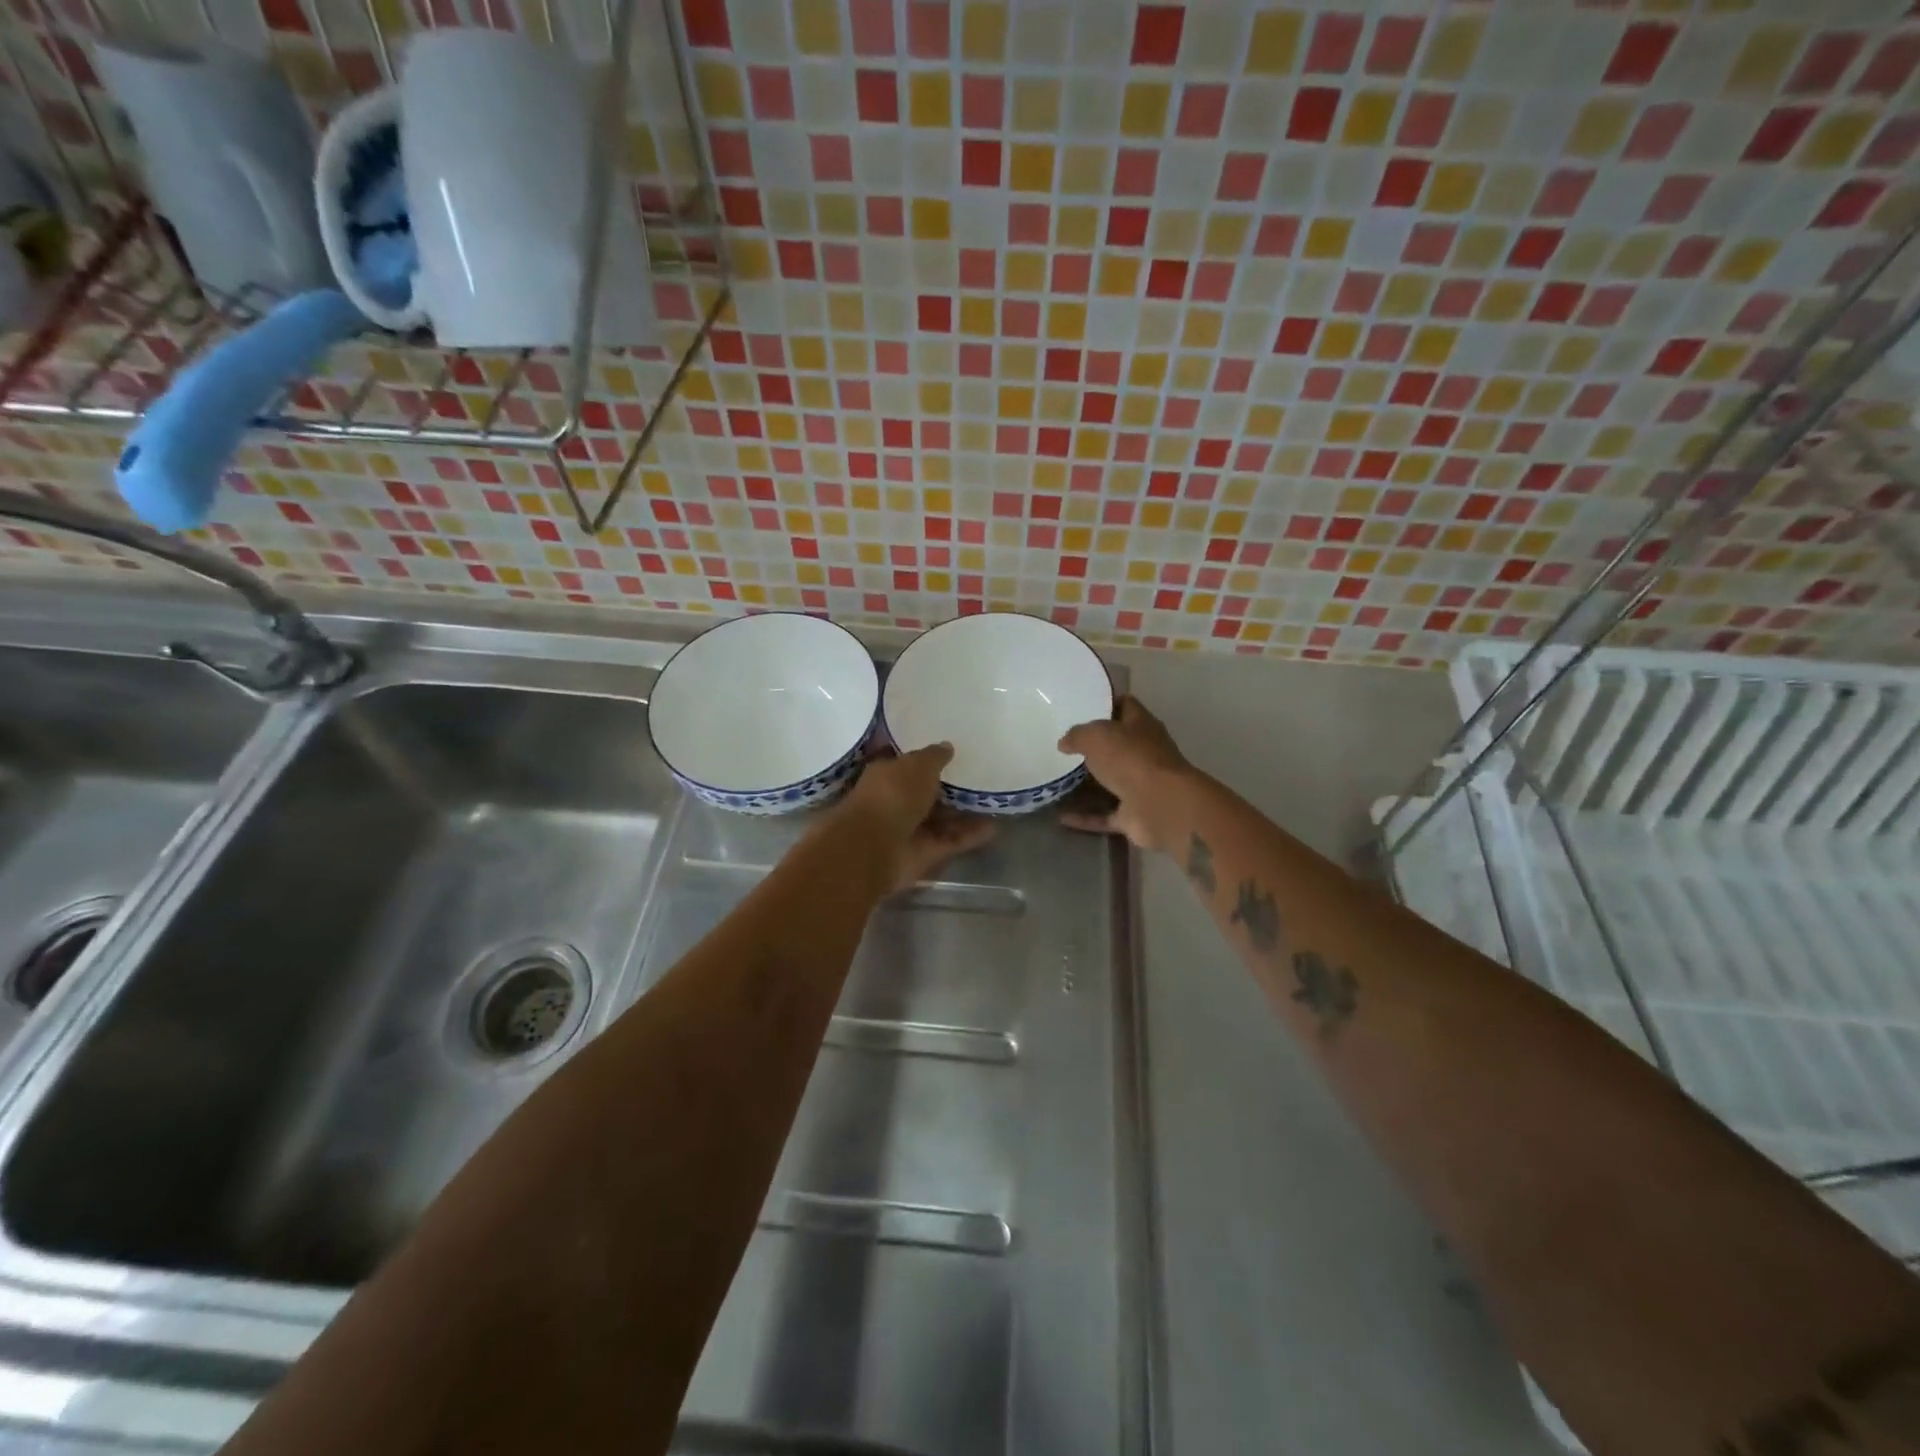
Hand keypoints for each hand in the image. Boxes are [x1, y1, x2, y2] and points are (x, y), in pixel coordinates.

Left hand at [835, 744, 995, 893]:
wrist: (875, 846)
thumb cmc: (892, 794)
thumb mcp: (918, 765)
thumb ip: (934, 756)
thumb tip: (947, 746)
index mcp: (886, 775)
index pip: (908, 764)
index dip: (927, 759)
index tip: (952, 753)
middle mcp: (896, 801)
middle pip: (926, 793)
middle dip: (948, 787)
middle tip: (980, 776)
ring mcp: (910, 829)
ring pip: (941, 819)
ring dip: (964, 812)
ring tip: (993, 801)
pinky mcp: (924, 853)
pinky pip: (952, 840)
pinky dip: (971, 835)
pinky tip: (995, 826)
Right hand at [1057, 696, 1193, 852]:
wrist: (1161, 806)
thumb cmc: (1131, 759)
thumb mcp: (1096, 736)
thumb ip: (1077, 735)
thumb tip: (1065, 743)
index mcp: (1142, 727)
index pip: (1126, 707)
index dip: (1107, 704)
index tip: (1082, 706)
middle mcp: (1145, 754)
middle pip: (1118, 746)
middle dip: (1095, 747)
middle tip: (1064, 746)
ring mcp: (1141, 787)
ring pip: (1112, 783)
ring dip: (1089, 785)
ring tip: (1058, 781)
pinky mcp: (1134, 816)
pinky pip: (1105, 816)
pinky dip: (1085, 818)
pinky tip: (1061, 818)